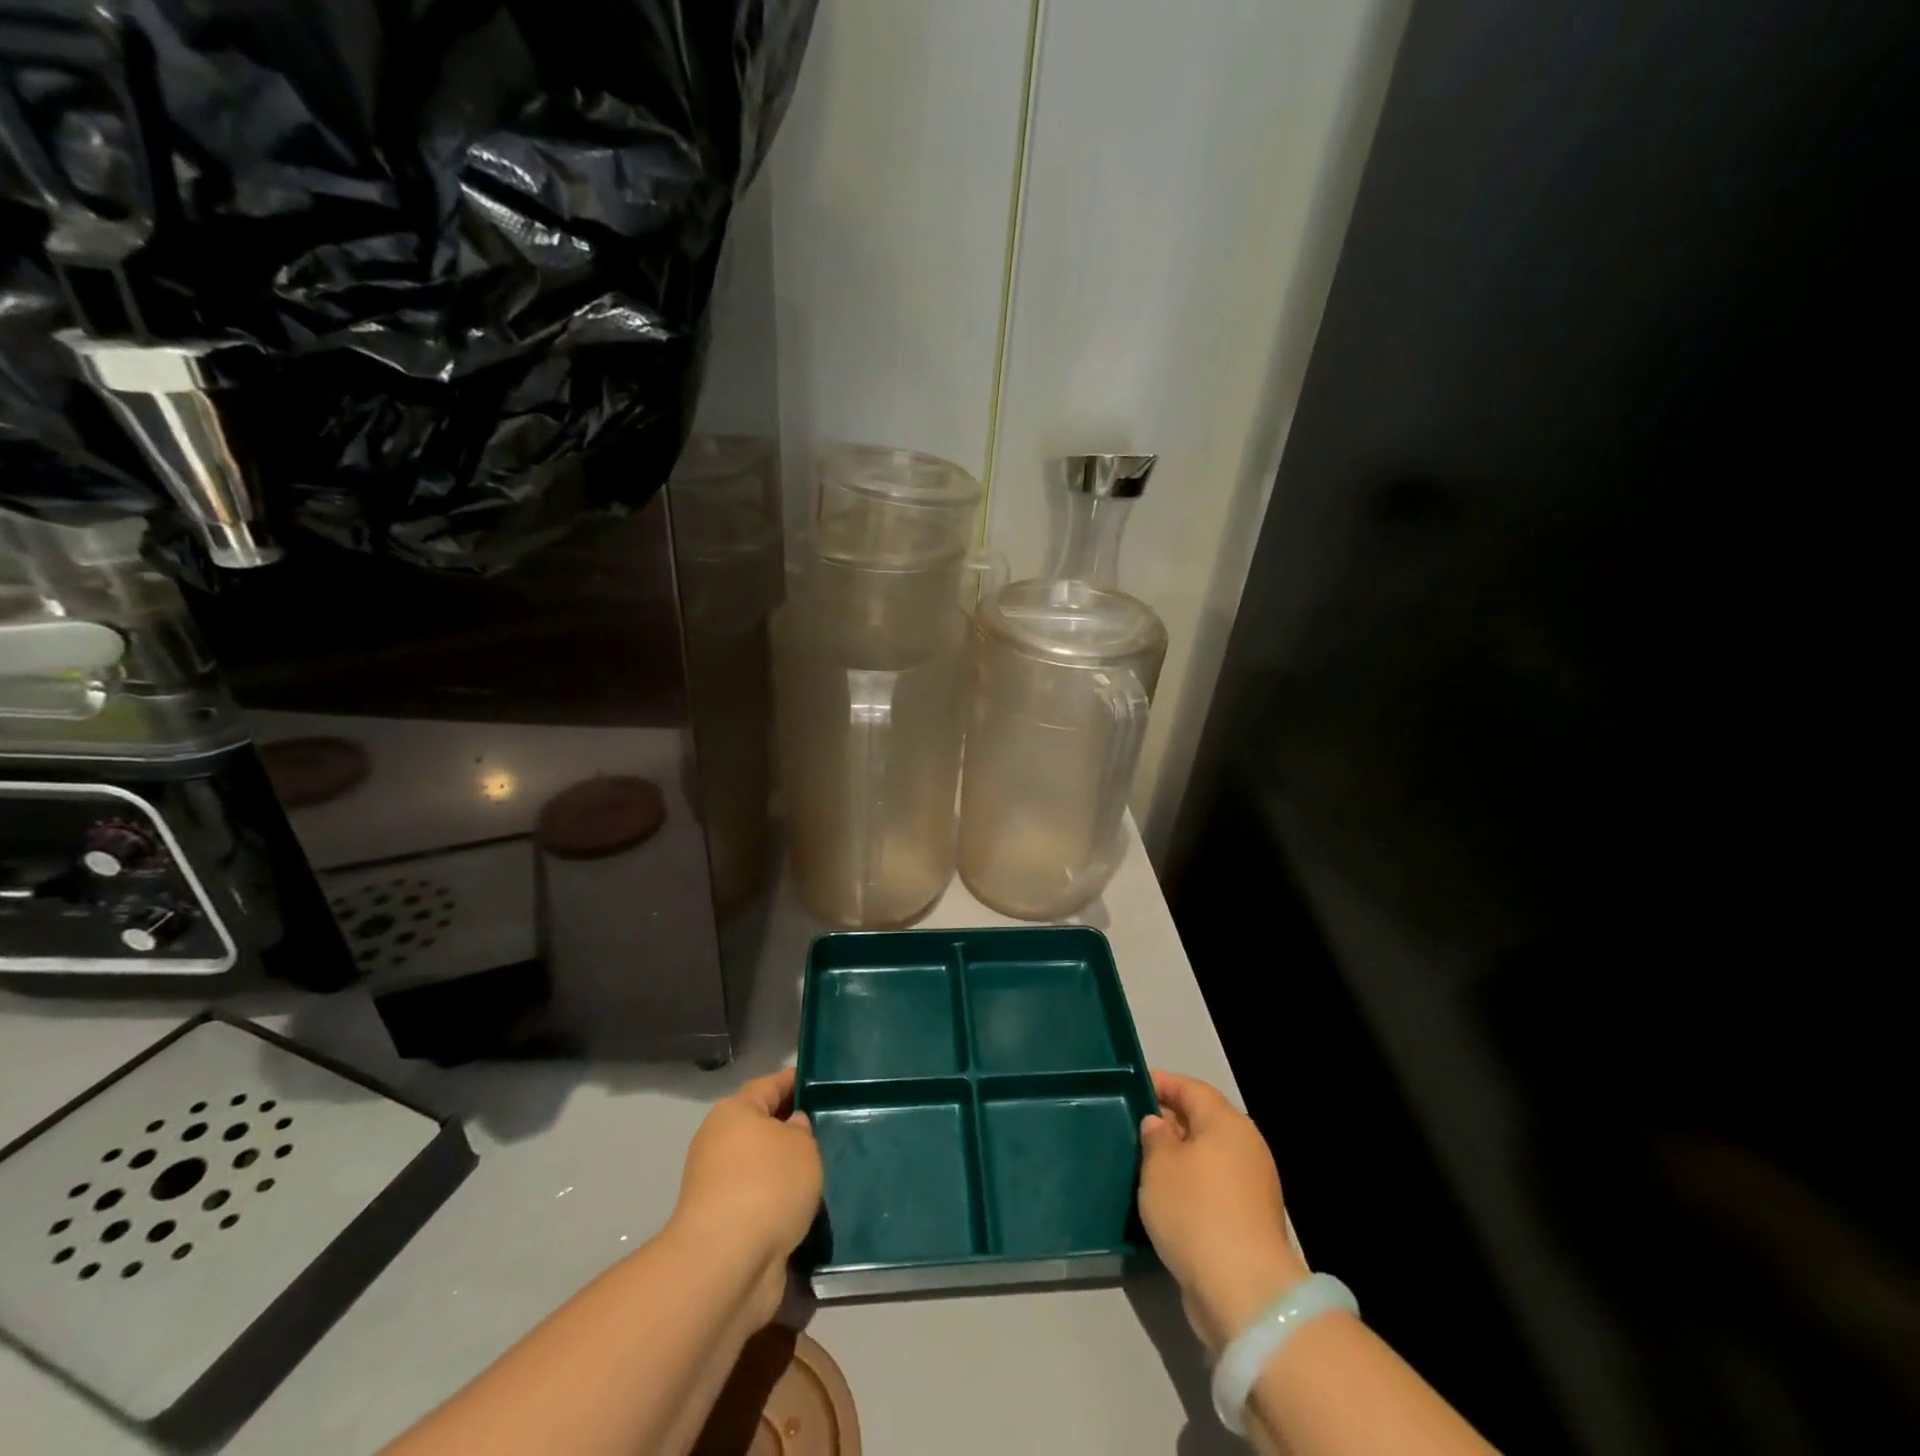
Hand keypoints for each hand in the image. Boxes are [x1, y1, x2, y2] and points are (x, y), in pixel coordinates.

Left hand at [670, 1068, 822, 1325]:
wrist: (727, 1265)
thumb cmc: (767, 1185)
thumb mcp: (802, 1146)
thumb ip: (802, 1131)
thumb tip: (792, 1127)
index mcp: (734, 1113)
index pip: (769, 1085)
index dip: (795, 1081)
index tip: (820, 1081)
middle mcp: (721, 1145)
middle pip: (763, 1127)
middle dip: (793, 1128)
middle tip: (831, 1127)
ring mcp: (719, 1188)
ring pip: (763, 1167)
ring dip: (787, 1170)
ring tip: (826, 1169)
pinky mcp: (726, 1227)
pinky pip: (762, 1202)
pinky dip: (781, 1203)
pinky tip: (809, 1206)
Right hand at [1139, 1070, 1307, 1354]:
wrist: (1243, 1292)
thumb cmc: (1195, 1211)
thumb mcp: (1160, 1165)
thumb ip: (1155, 1137)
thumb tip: (1160, 1125)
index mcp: (1228, 1124)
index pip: (1192, 1089)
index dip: (1163, 1084)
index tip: (1135, 1085)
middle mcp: (1246, 1149)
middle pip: (1204, 1123)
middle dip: (1171, 1122)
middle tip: (1135, 1125)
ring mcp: (1253, 1189)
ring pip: (1208, 1159)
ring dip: (1180, 1158)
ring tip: (1144, 1163)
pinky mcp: (1250, 1225)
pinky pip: (1214, 1190)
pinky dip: (1191, 1187)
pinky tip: (1166, 1200)